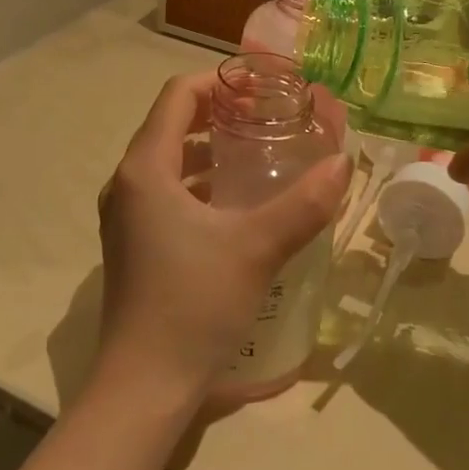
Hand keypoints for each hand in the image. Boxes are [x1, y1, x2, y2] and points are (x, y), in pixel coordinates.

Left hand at [96, 72, 352, 404]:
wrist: (143, 387)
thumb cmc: (194, 304)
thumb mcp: (257, 249)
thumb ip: (304, 204)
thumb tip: (343, 163)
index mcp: (145, 168)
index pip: (177, 96)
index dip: (219, 82)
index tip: (261, 87)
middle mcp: (127, 183)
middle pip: (171, 125)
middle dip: (218, 114)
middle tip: (267, 117)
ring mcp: (125, 216)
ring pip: (168, 162)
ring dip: (209, 151)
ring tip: (258, 154)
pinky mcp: (131, 244)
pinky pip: (165, 193)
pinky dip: (198, 184)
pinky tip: (236, 205)